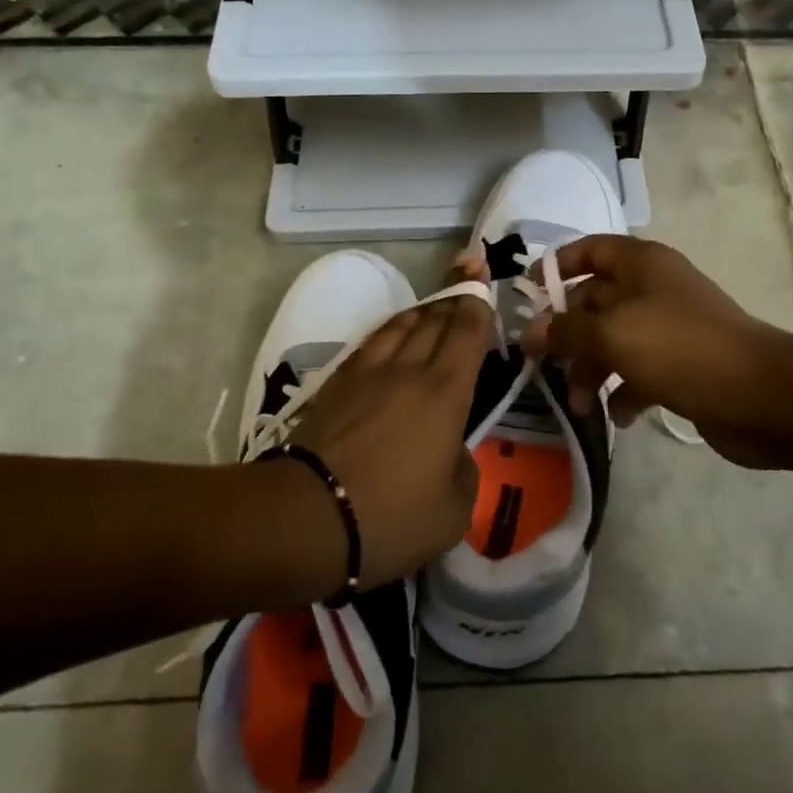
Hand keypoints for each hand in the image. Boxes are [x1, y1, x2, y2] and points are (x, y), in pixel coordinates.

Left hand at [282, 289, 493, 589]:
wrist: (308, 517)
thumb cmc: (391, 517)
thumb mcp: (454, 511)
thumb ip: (465, 470)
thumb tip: (453, 451)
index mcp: (446, 392)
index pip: (467, 331)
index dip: (478, 304)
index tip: (484, 286)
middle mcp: (409, 369)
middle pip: (435, 318)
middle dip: (455, 295)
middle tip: (468, 275)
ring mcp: (368, 372)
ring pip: (401, 323)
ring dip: (424, 310)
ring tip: (435, 305)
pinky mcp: (337, 383)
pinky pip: (372, 341)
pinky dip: (391, 329)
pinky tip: (392, 336)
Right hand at [525, 235, 786, 468]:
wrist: (759, 395)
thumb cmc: (679, 349)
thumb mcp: (612, 334)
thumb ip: (566, 332)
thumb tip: (531, 333)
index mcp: (641, 264)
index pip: (591, 249)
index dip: (559, 265)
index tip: (530, 293)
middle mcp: (654, 289)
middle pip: (596, 301)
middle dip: (569, 334)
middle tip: (543, 365)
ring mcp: (670, 328)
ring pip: (614, 341)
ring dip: (592, 371)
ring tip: (582, 406)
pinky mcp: (682, 365)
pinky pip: (639, 372)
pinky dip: (624, 392)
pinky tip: (621, 416)